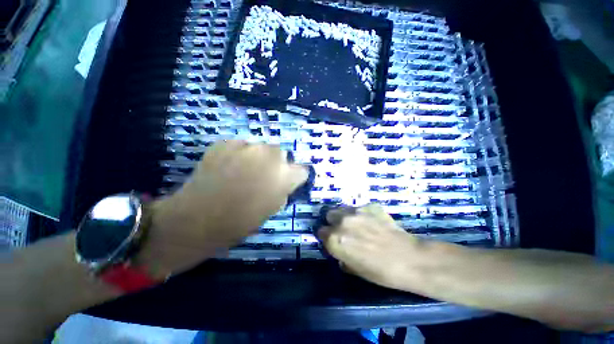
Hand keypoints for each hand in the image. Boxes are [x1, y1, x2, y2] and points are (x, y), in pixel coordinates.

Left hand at [140, 141, 308, 276]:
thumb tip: (283, 182)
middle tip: (263, 176)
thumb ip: (283, 190)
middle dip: (276, 164)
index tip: (287, 183)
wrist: (196, 219)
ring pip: (261, 147)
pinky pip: (241, 146)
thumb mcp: (272, 209)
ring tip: (243, 170)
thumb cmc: (240, 221)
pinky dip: (239, 154)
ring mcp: (247, 146)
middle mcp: (271, 155)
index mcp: (285, 175)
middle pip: (282, 153)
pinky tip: (227, 167)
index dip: (295, 177)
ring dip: (258, 157)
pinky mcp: (226, 142)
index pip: (302, 170)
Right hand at [318, 204, 424, 289]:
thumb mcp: (354, 269)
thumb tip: (340, 251)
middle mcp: (342, 221)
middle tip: (343, 230)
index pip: (321, 232)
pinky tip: (372, 222)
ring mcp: (356, 211)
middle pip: (329, 215)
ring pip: (342, 208)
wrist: (409, 259)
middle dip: (333, 222)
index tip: (333, 240)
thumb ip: (341, 256)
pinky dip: (361, 214)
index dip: (327, 237)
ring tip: (356, 224)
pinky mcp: (369, 206)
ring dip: (344, 216)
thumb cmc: (380, 272)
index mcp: (335, 239)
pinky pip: (359, 208)